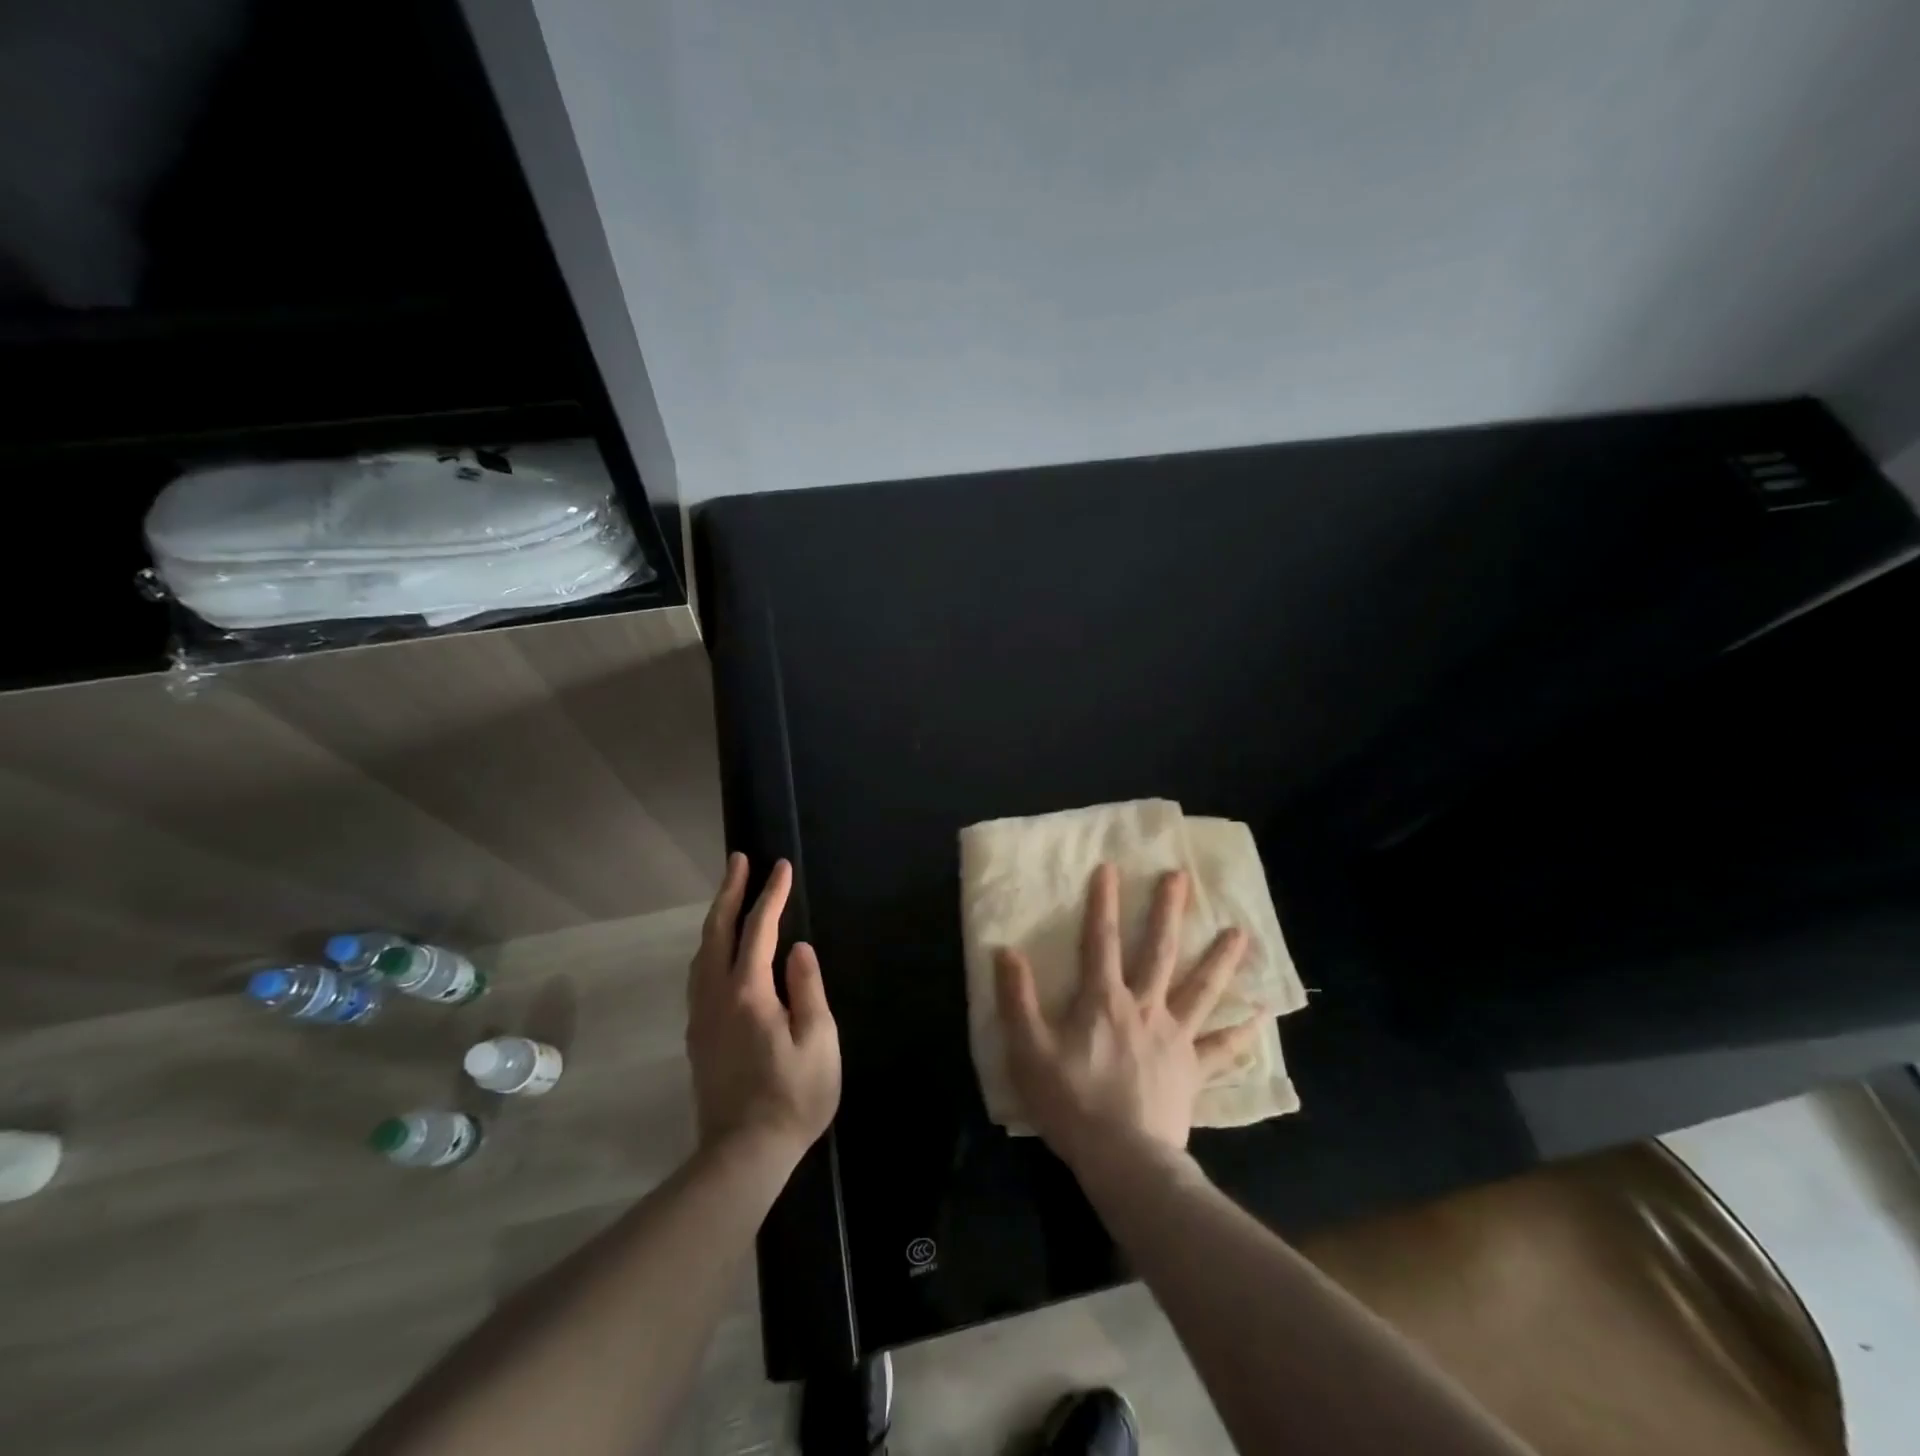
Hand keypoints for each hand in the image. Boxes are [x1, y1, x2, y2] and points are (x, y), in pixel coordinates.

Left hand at [687, 855, 840, 1170]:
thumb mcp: (818, 1042)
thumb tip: (798, 949)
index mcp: (748, 993)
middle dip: (729, 892)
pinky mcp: (698, 1035)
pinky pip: (699, 973)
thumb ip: (808, 989)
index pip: (759, 931)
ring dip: (715, 917)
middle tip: (739, 860)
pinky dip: (709, 945)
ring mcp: (702, 1016)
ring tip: (729, 894)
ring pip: (701, 952)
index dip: (771, 896)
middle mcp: (716, 996)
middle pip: (717, 932)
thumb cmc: (793, 1098)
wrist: (742, 1155)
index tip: (781, 867)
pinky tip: (718, 948)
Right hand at [995, 864, 1260, 1166]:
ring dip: (1219, 960)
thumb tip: (1006, 951)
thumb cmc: (1071, 1102)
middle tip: (1181, 878)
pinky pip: (1222, 1049)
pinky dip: (1242, 1033)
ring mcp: (1175, 1038)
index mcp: (1104, 1001)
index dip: (1103, 903)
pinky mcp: (1193, 1071)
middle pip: (1160, 952)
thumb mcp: (1029, 1050)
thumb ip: (1017, 1000)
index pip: (1101, 941)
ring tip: (1239, 932)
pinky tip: (1262, 1017)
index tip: (1110, 868)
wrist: (1123, 1159)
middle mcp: (1145, 1008)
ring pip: (1201, 990)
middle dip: (1169, 912)